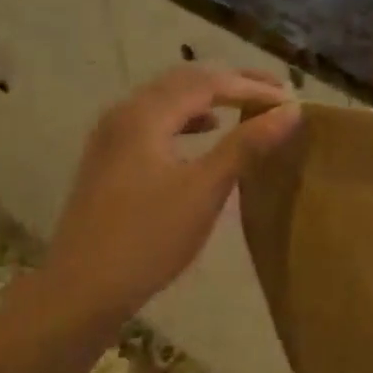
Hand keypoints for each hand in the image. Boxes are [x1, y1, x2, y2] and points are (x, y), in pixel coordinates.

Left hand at [37, 65, 300, 330]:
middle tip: (274, 93)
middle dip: (232, 83)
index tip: (291, 101)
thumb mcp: (205, 189)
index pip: (207, 82)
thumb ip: (246, 145)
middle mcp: (124, 114)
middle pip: (185, 81)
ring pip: (169, 100)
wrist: (80, 291)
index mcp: (145, 114)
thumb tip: (290, 112)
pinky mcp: (111, 160)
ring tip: (247, 108)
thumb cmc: (148, 238)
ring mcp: (113, 137)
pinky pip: (157, 121)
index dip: (252, 87)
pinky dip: (188, 119)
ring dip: (210, 98)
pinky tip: (207, 132)